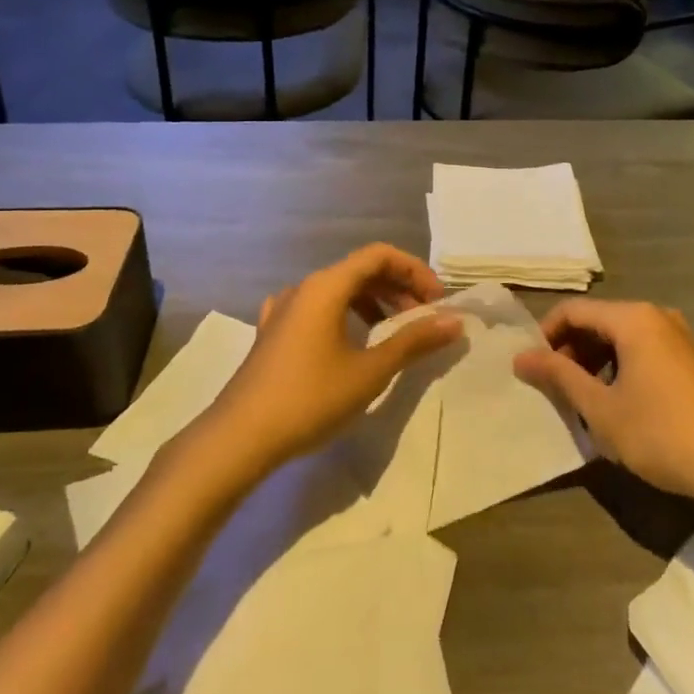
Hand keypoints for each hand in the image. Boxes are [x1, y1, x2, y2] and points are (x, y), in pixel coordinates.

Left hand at [206, 244, 460, 476]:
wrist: (239, 438)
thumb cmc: (310, 398)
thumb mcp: (370, 371)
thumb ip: (414, 342)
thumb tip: (455, 321)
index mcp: (327, 286)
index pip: (380, 255)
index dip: (414, 270)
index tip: (437, 301)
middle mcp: (304, 288)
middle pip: (360, 270)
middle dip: (397, 288)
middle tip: (423, 318)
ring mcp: (283, 310)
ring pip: (338, 290)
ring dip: (373, 303)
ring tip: (393, 332)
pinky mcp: (272, 333)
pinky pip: (317, 309)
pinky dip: (344, 316)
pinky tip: (349, 341)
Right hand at [513, 300, 693, 512]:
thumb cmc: (660, 433)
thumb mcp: (600, 407)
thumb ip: (558, 376)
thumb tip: (519, 356)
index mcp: (632, 318)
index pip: (572, 311)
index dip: (545, 336)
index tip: (530, 369)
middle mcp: (655, 316)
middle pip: (596, 320)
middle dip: (569, 350)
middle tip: (553, 388)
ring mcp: (675, 336)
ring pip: (618, 337)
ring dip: (592, 361)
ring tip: (579, 399)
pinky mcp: (687, 358)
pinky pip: (639, 349)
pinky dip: (617, 367)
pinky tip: (612, 402)